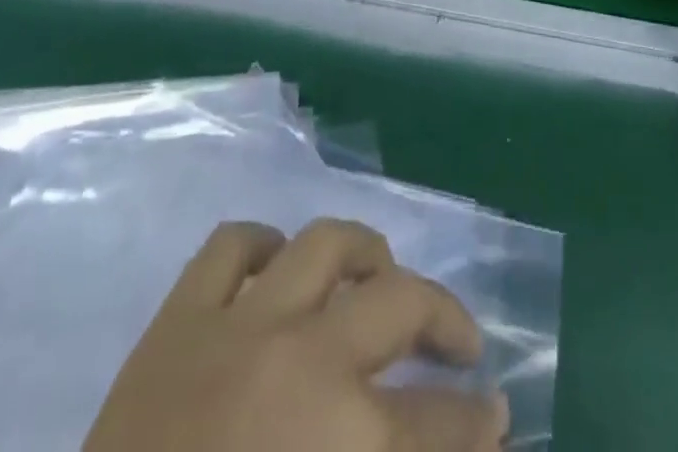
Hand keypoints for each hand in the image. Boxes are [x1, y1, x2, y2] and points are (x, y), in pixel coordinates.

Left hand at [85, 220, 504, 451]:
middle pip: (401, 305)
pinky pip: (230, 247)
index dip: (476, 422)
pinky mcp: (180, 316)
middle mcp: (306, 359)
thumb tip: (445, 447)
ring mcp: (241, 324)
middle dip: (446, 320)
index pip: (439, 423)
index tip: (497, 413)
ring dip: (365, 254)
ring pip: (325, 245)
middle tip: (460, 343)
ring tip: (381, 272)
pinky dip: (260, 247)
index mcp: (344, 441)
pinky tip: (276, 267)